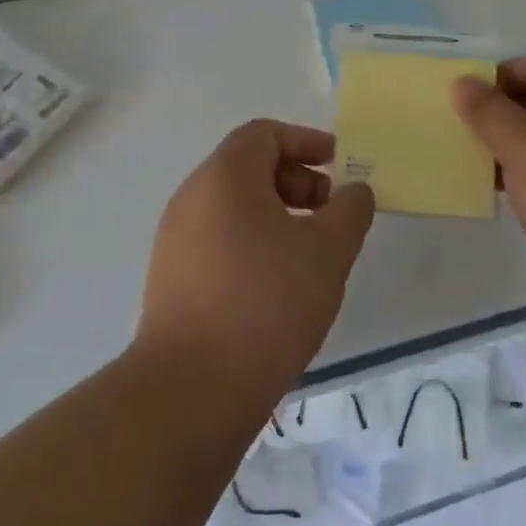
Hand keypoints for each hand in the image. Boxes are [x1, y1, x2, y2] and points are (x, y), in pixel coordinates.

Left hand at [137, 120, 373, 412]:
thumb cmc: (266, 302)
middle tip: (331, 217)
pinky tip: (278, 286)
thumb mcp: (328, 251)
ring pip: (235, 207)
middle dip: (297, 182)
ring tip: (311, 255)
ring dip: (278, 216)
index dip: (307, 142)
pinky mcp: (171, 279)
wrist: (191, 390)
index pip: (265, 134)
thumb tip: (353, 191)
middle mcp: (192, 197)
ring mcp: (176, 240)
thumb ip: (350, 210)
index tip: (340, 168)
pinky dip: (254, 244)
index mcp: (224, 176)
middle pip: (249, 168)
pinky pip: (220, 240)